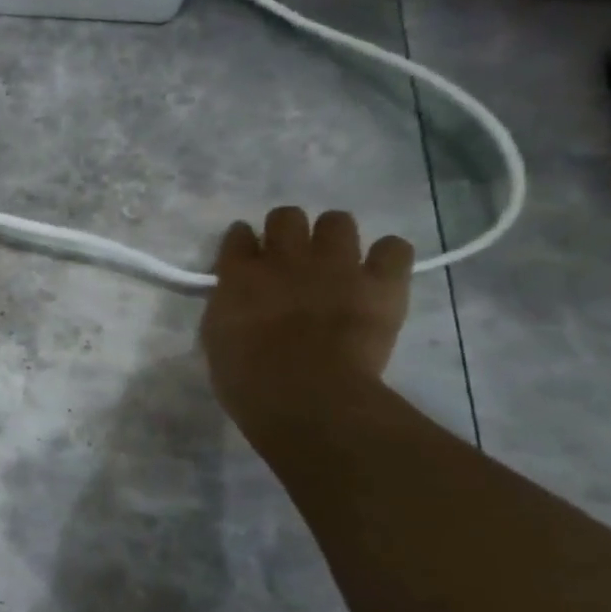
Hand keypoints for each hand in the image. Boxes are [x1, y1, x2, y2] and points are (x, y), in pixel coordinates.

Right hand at [200, 207, 413, 434]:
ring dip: (333, 237)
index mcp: (239, 274)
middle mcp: (285, 258)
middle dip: (287, 231)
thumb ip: (228, 306)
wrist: (306, 396)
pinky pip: (394, 248)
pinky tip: (379, 274)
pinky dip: (387, 257)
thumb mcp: (216, 338)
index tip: (247, 257)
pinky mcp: (381, 283)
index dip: (243, 242)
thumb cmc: (247, 379)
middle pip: (286, 216)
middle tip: (290, 259)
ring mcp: (336, 266)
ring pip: (337, 221)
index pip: (238, 235)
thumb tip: (238, 298)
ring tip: (335, 263)